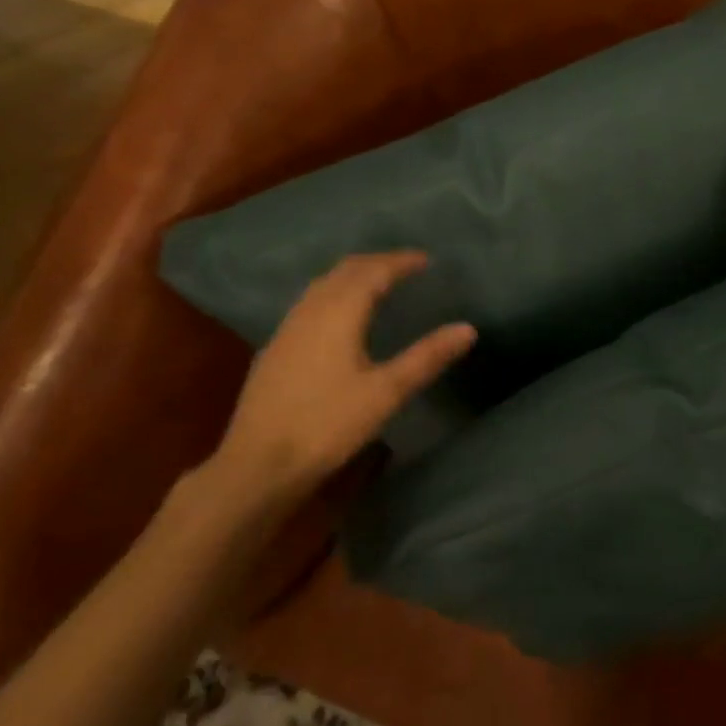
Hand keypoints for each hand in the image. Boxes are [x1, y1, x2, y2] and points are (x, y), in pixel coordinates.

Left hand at [207, 252, 474, 507]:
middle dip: (377, 262)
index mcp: (339, 313)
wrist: (257, 465)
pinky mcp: (275, 349)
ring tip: (378, 284)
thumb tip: (468, 328)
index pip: (374, 271)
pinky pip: (310, 302)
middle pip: (345, 270)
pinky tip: (340, 318)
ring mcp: (287, 328)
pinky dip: (334, 294)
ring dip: (353, 275)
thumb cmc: (327, 425)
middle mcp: (310, 310)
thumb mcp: (386, 393)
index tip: (426, 260)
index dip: (401, 261)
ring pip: (323, 284)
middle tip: (406, 267)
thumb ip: (427, 357)